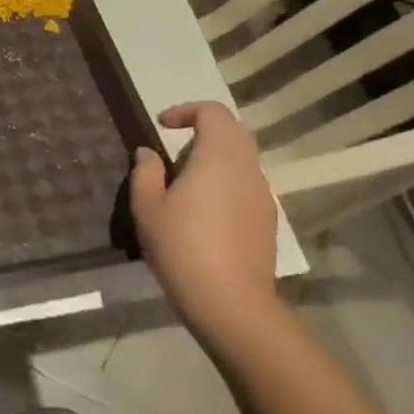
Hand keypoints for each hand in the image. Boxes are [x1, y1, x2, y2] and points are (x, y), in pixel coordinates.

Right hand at [129, 102, 279, 340]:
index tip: (162, 126)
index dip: (186, 111)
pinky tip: (203, 212)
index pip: (213, 112)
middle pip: (234, 132)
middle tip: (174, 150)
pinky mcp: (267, 221)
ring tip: (184, 184)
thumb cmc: (182, 247)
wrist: (231, 302)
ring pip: (242, 160)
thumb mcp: (147, 208)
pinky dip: (225, 183)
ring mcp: (262, 196)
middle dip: (204, 131)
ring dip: (215, 159)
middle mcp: (247, 169)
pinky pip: (246, 186)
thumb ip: (146, 173)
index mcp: (218, 157)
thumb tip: (148, 153)